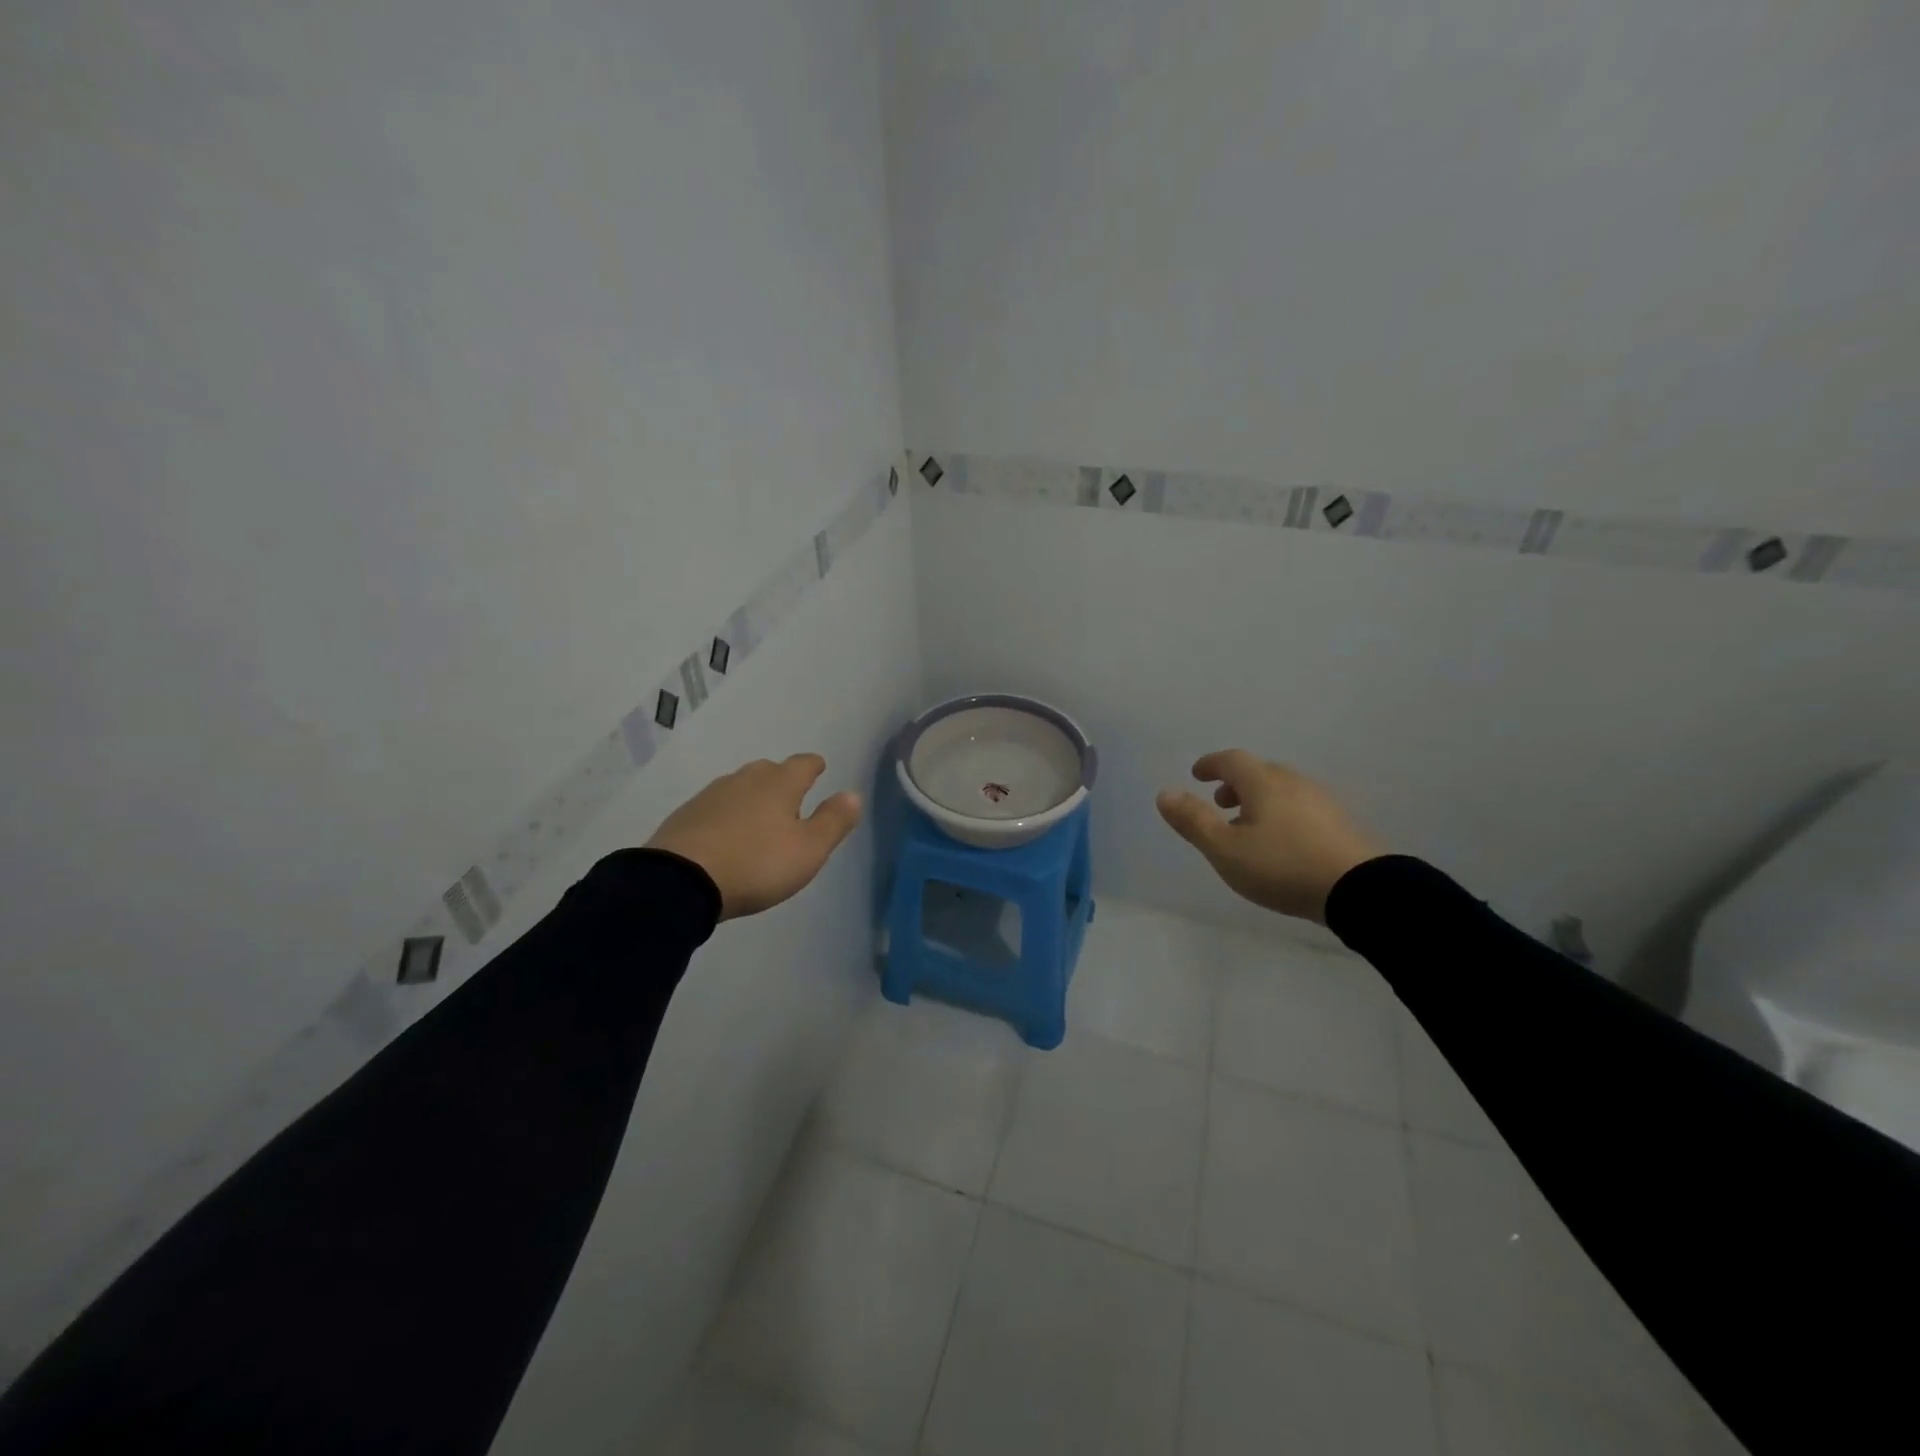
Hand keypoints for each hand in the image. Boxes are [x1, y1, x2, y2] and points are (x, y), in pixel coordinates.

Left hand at [647, 755, 862, 919]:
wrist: (681, 880)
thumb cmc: (757, 864)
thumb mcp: (809, 850)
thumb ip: (833, 821)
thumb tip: (852, 794)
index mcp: (780, 783)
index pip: (803, 764)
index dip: (813, 766)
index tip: (819, 768)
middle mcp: (746, 779)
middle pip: (770, 770)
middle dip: (782, 780)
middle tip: (791, 798)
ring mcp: (712, 794)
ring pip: (741, 786)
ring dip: (753, 797)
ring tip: (760, 818)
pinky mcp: (686, 814)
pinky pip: (716, 806)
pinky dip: (728, 814)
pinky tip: (727, 834)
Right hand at [1157, 750, 1384, 923]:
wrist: (1360, 890)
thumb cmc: (1282, 866)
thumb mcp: (1225, 849)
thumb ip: (1193, 821)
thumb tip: (1164, 792)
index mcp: (1263, 783)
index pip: (1232, 760)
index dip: (1211, 764)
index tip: (1197, 774)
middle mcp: (1294, 783)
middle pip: (1259, 772)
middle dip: (1235, 783)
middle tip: (1220, 803)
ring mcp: (1322, 802)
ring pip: (1282, 789)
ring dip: (1259, 799)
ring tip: (1248, 827)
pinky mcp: (1341, 824)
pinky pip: (1301, 806)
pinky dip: (1281, 813)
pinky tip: (1282, 841)